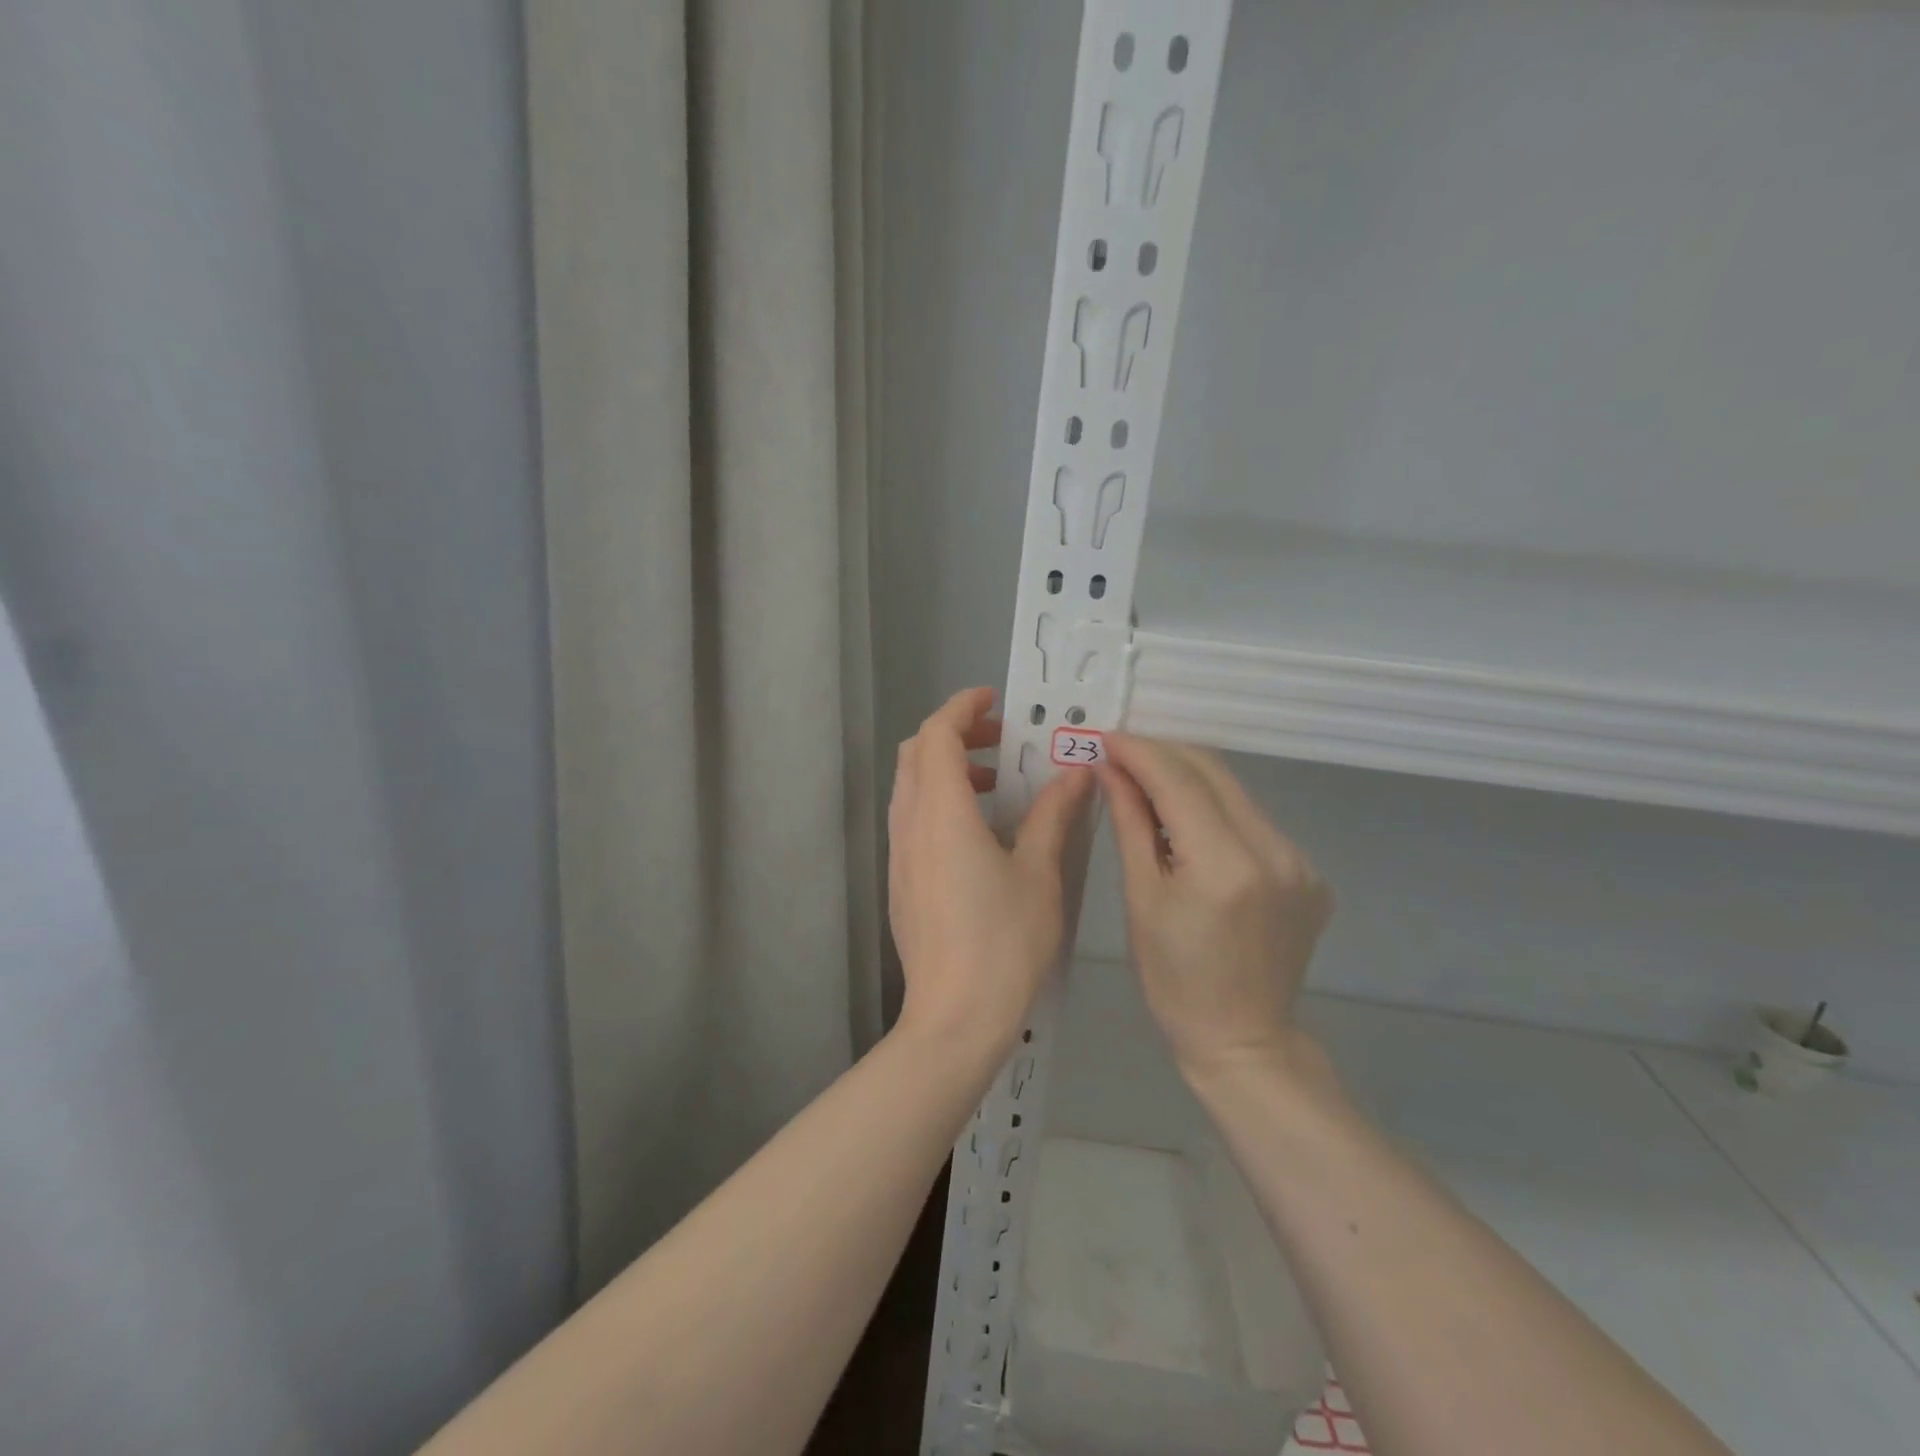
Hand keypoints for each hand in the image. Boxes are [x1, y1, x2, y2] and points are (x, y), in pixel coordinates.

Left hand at [887, 687, 1094, 1061]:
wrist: (954, 1019)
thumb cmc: (1003, 942)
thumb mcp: (1039, 873)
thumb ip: (1053, 816)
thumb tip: (1076, 773)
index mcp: (941, 813)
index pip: (937, 735)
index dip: (961, 707)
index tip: (994, 700)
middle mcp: (910, 825)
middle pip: (917, 754)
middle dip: (954, 734)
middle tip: (1000, 741)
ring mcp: (900, 856)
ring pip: (911, 787)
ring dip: (946, 769)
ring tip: (994, 785)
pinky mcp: (901, 882)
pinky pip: (912, 819)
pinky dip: (939, 801)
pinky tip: (979, 832)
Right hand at [1096, 736, 1332, 1077]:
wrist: (1243, 1039)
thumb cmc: (1174, 979)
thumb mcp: (1141, 899)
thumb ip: (1131, 824)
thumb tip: (1111, 769)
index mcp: (1225, 865)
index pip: (1179, 781)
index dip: (1140, 752)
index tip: (1106, 738)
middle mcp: (1273, 852)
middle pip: (1214, 774)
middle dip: (1164, 755)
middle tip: (1121, 755)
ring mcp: (1300, 862)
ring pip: (1236, 793)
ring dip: (1189, 780)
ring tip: (1147, 786)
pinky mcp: (1309, 873)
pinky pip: (1254, 822)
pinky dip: (1216, 810)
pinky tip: (1189, 825)